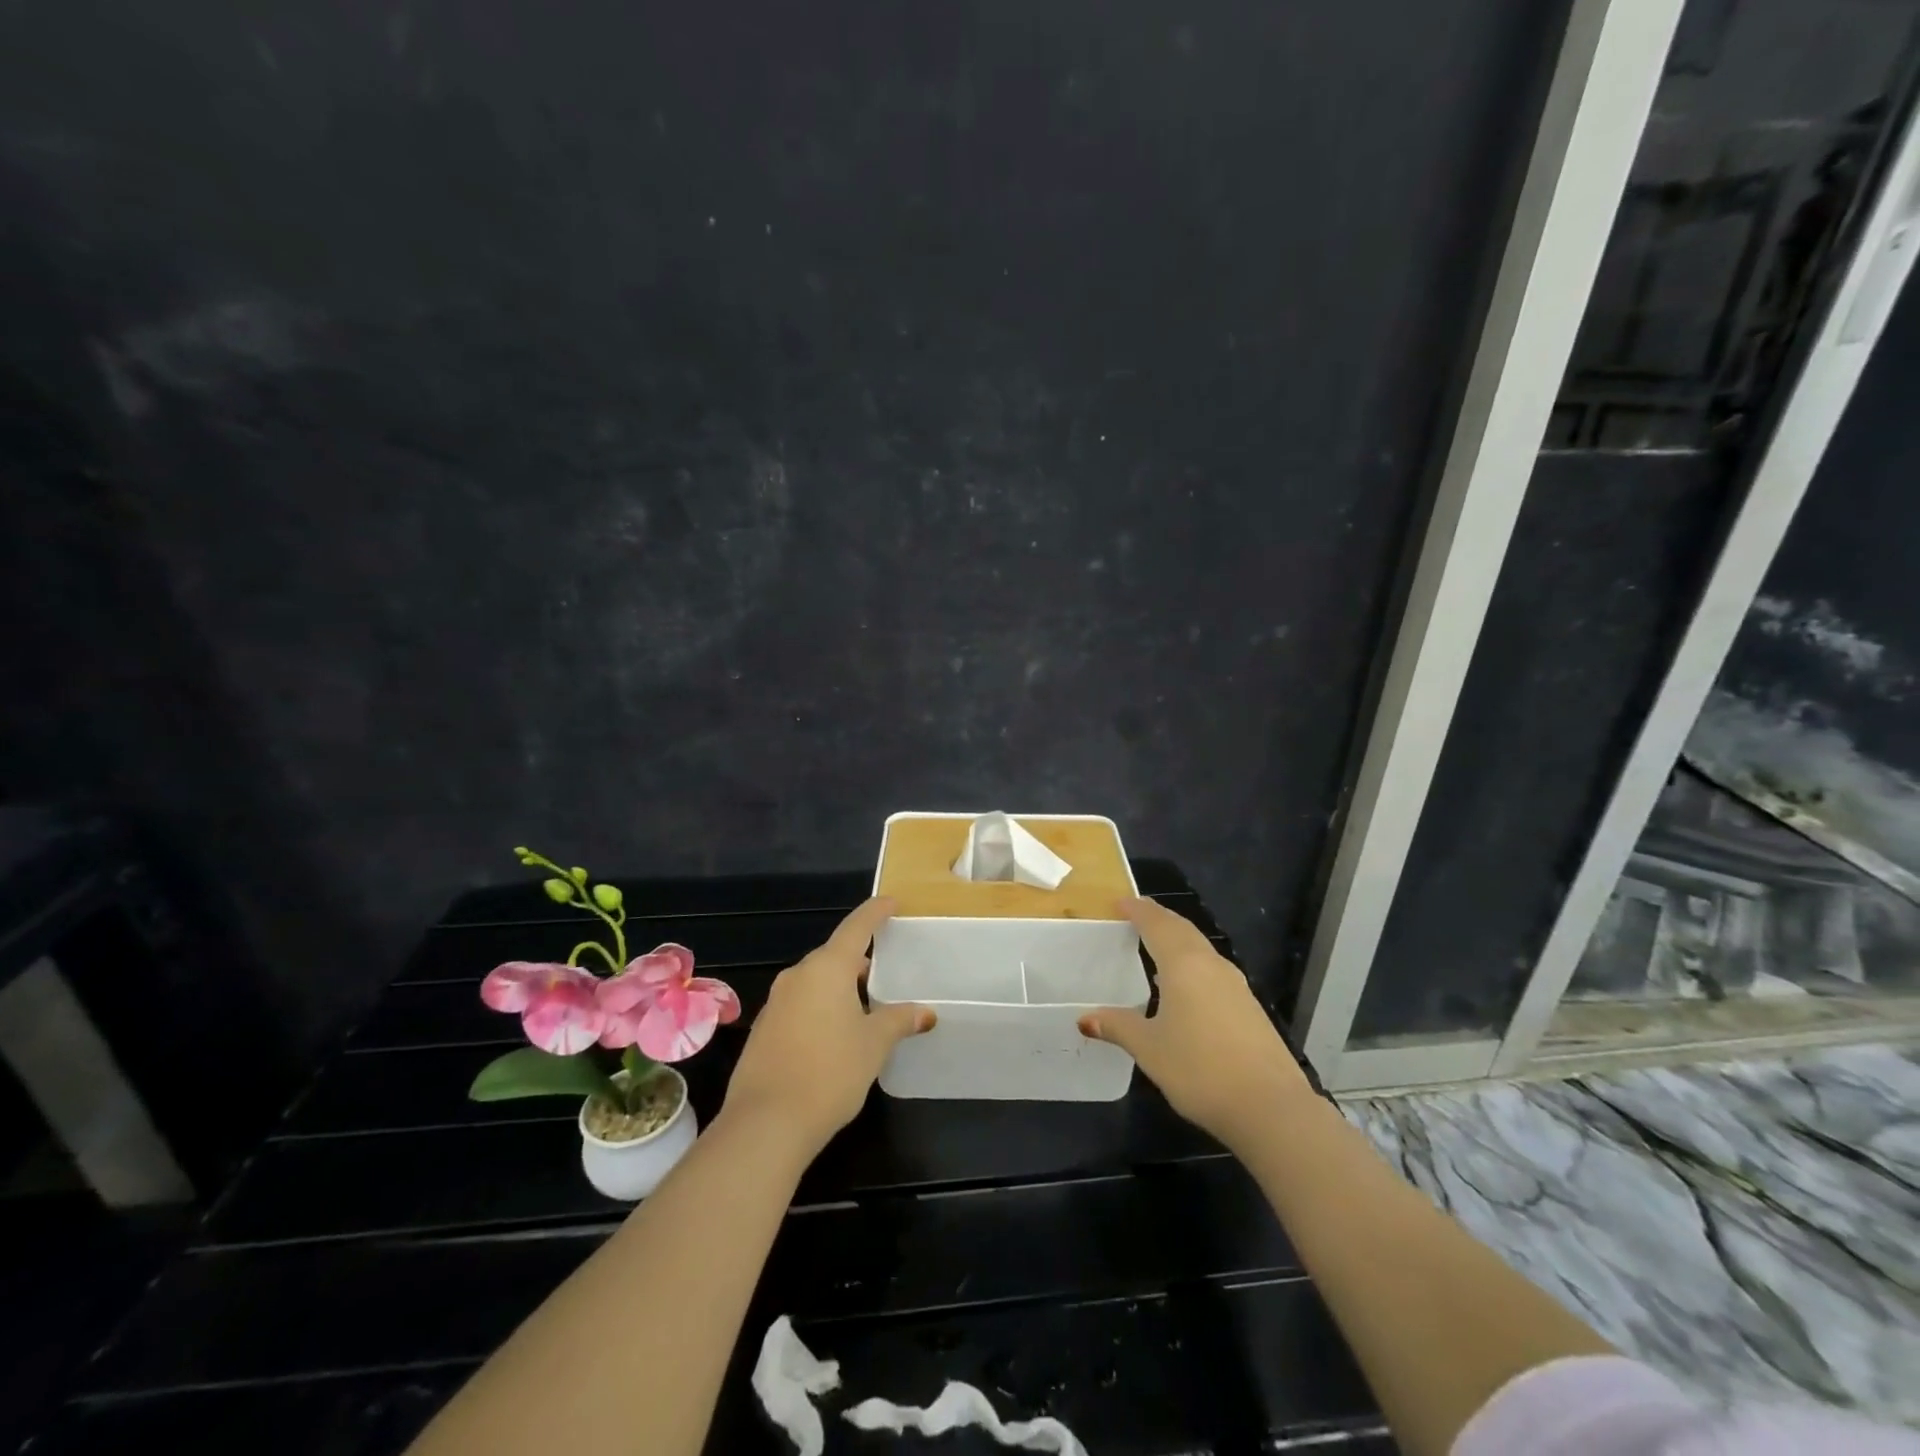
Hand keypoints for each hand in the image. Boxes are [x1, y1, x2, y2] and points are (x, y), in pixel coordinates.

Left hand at [720, 898, 934, 1156]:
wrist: (765, 1123)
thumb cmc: (829, 1072)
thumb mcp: (874, 1045)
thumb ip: (898, 1020)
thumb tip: (925, 1012)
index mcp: (827, 968)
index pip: (856, 927)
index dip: (875, 912)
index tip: (891, 902)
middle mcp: (798, 975)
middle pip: (834, 955)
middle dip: (859, 960)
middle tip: (886, 972)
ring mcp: (777, 1002)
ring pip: (816, 981)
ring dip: (840, 987)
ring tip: (866, 1006)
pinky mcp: (765, 1028)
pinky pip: (801, 1004)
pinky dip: (821, 1008)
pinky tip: (836, 1034)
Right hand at [1079, 897, 1311, 1148]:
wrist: (1271, 1107)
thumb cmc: (1200, 1069)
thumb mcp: (1150, 1049)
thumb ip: (1118, 1026)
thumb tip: (1085, 1019)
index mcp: (1184, 965)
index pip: (1157, 924)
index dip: (1137, 910)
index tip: (1119, 902)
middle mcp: (1211, 965)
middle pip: (1182, 929)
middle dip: (1158, 918)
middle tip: (1136, 914)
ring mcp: (1235, 985)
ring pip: (1201, 948)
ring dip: (1178, 939)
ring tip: (1157, 944)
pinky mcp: (1249, 1007)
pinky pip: (1213, 969)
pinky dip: (1193, 962)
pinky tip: (1185, 984)